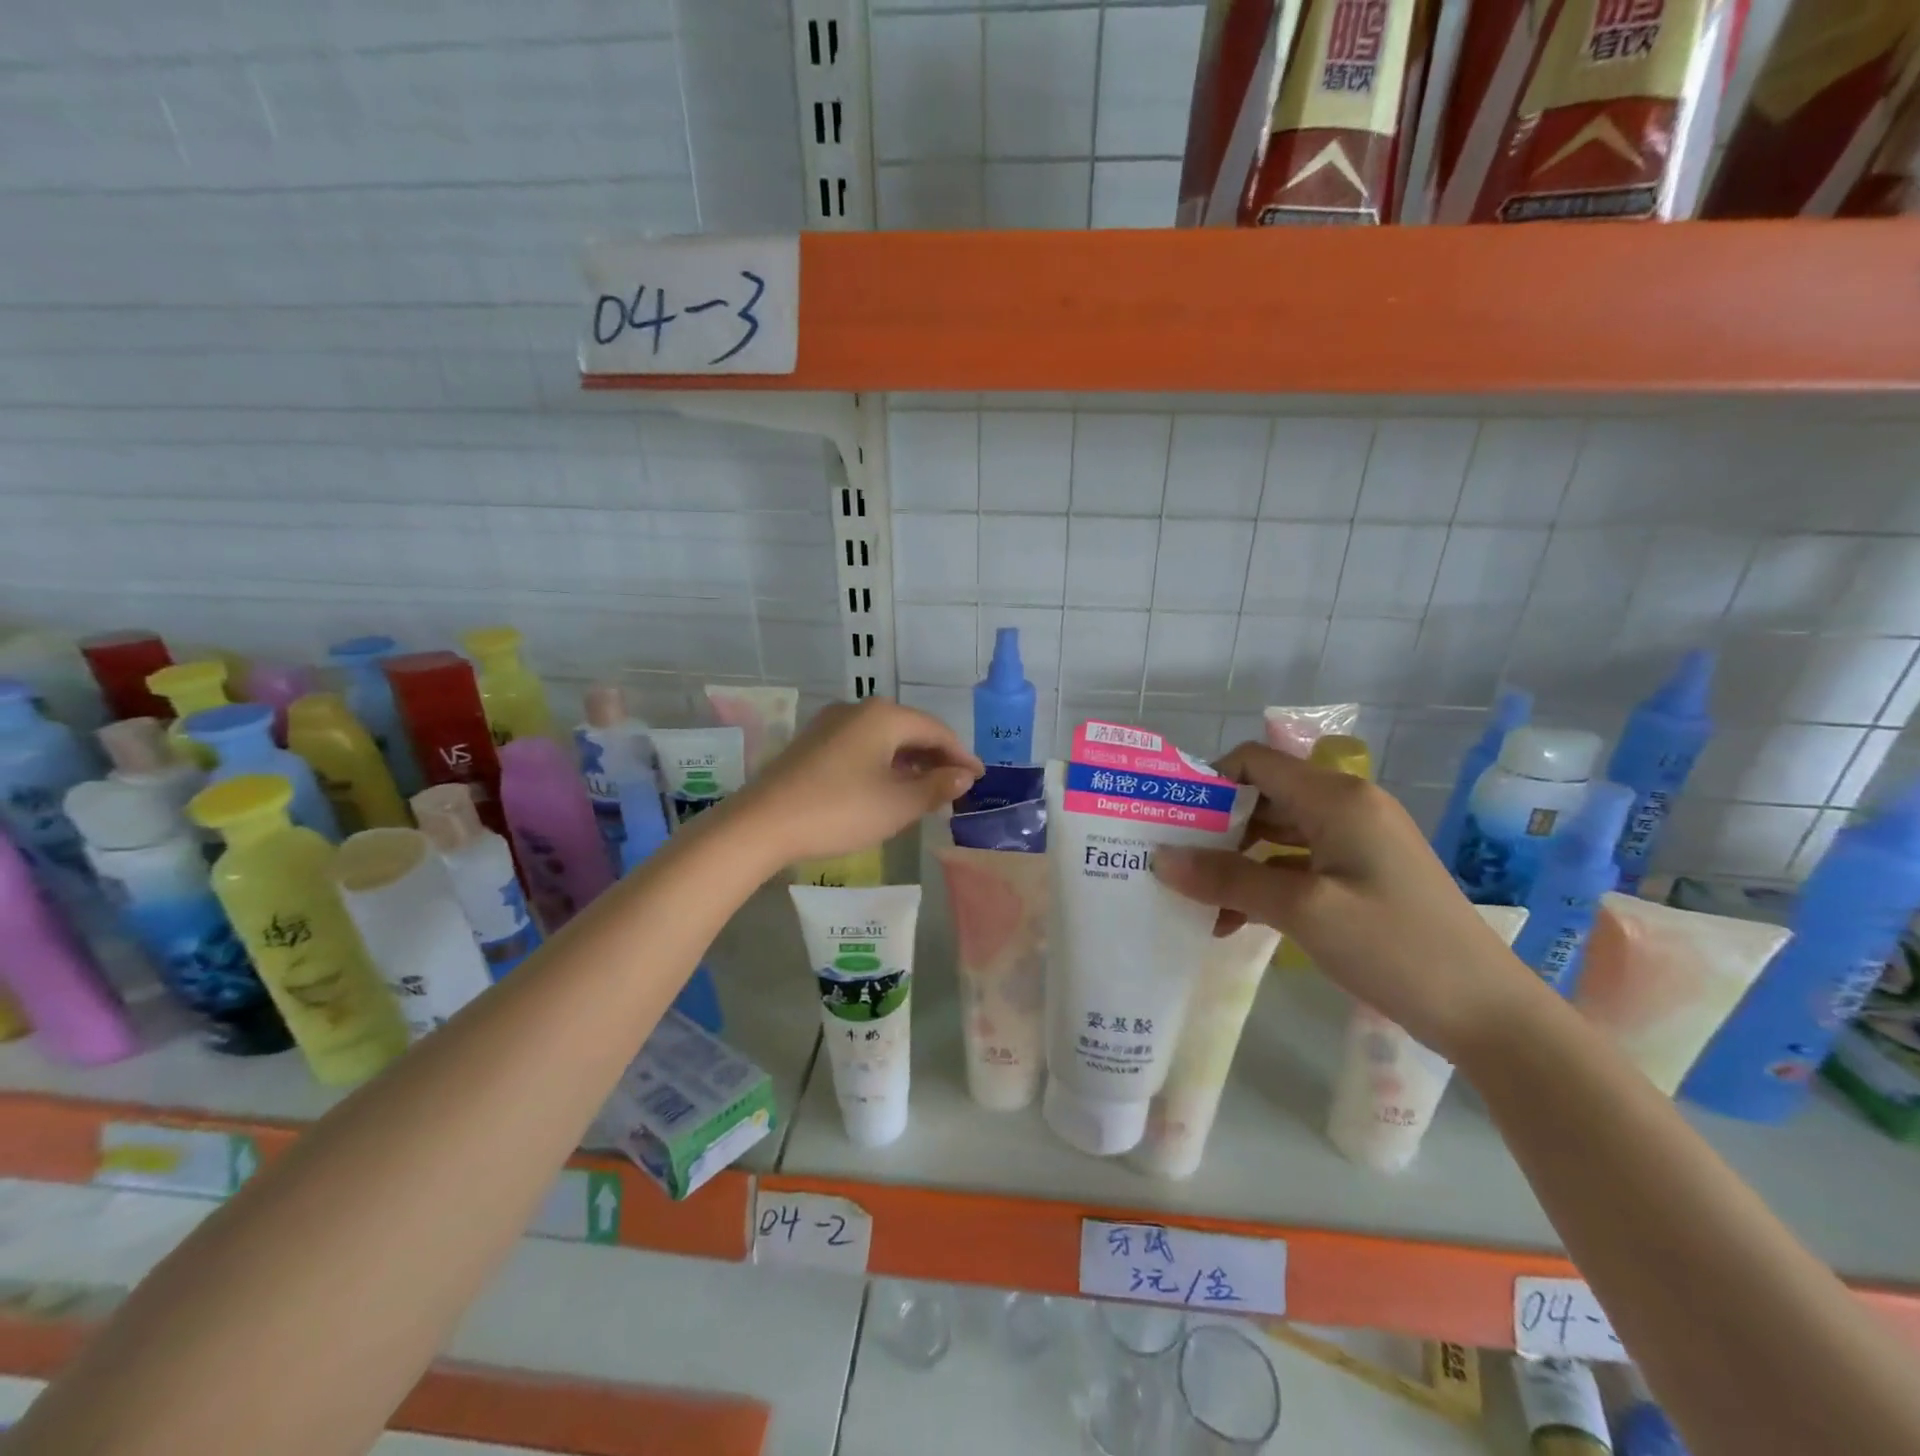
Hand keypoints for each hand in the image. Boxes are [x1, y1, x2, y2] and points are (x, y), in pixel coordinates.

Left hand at [728, 698, 981, 865]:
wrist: (762, 823)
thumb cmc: (840, 810)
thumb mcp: (897, 804)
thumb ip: (936, 787)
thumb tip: (963, 776)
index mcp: (884, 716)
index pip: (937, 730)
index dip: (961, 755)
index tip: (979, 779)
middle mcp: (858, 709)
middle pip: (910, 730)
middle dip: (936, 758)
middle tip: (956, 788)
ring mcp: (831, 724)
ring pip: (885, 739)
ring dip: (910, 762)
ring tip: (927, 791)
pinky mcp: (813, 742)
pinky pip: (862, 746)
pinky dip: (884, 764)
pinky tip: (888, 787)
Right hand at [1152, 742, 1541, 1060]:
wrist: (1488, 1014)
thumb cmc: (1395, 948)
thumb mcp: (1303, 910)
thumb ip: (1228, 879)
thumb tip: (1159, 859)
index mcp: (1336, 798)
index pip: (1255, 761)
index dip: (1209, 781)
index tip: (1170, 819)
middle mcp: (1346, 807)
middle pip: (1263, 797)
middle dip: (1214, 827)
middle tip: (1171, 861)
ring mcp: (1356, 843)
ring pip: (1276, 834)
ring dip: (1235, 861)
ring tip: (1193, 898)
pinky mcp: (1361, 875)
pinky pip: (1296, 864)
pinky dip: (1263, 883)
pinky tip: (1233, 920)